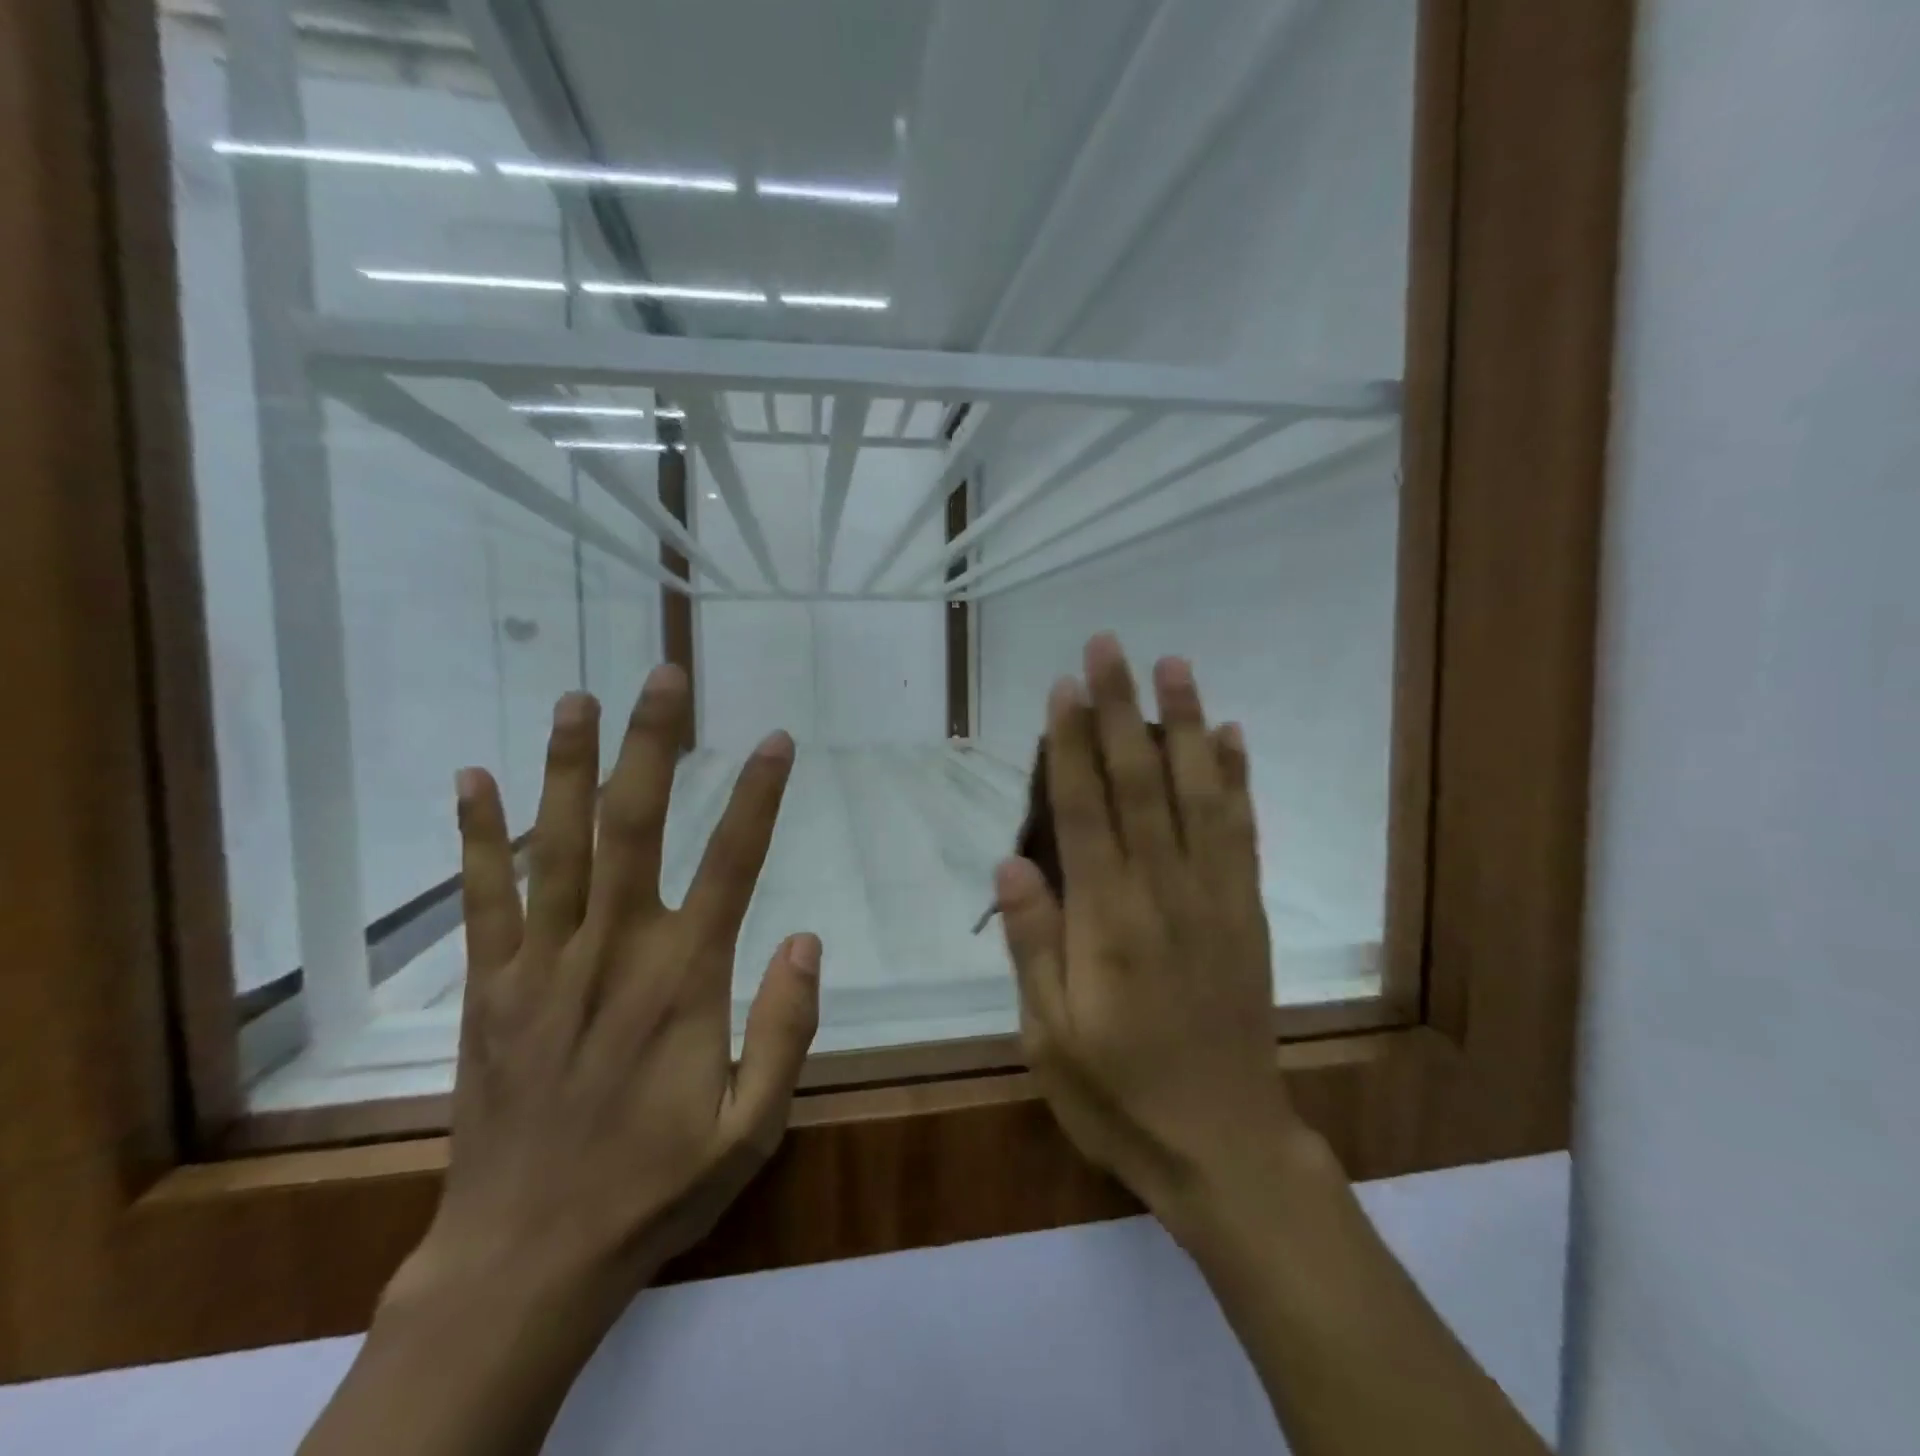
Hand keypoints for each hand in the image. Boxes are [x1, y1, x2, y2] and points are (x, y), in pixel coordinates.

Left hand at [393, 663, 820, 1316]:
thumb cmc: (654, 1188)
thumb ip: (786, 1029)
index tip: (776, 739)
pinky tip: (474, 779)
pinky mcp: (490, 990)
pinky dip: (477, 837)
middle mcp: (612, 952)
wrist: (525, 1259)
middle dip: (652, 745)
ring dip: (567, 766)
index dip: (757, 796)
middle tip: (663, 677)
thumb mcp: (753, 1126)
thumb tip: (808, 938)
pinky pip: (482, 899)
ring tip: (577, 699)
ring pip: (554, 846)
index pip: (732, 864)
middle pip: (634, 827)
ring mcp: (541, 965)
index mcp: (683, 980)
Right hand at [996, 634, 1323, 1230]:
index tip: (1063, 687)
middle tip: (1109, 646)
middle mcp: (1165, 892)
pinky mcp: (1247, 911)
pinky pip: (1243, 832)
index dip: (1071, 744)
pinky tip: (1231, 736)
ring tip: (1174, 666)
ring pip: (1199, 794)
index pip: (1085, 811)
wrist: (1224, 1143)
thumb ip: (1033, 944)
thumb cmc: (1118, 1093)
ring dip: (1186, 725)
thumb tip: (1011, 861)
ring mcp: (1215, 897)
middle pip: (1141, 783)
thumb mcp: (1049, 1037)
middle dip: (1120, 710)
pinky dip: (1237, 779)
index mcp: (1108, 921)